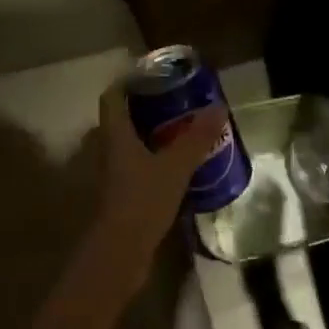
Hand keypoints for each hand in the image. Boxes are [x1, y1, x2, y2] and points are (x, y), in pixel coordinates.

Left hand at [94, 80, 227, 294]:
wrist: (120, 255)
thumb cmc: (141, 201)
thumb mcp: (175, 166)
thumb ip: (197, 138)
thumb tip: (218, 107)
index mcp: (115, 135)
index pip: (113, 96)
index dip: (129, 81)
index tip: (156, 73)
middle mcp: (110, 150)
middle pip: (125, 118)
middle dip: (150, 106)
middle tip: (181, 98)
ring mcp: (116, 175)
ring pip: (133, 143)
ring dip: (156, 133)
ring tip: (187, 127)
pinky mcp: (125, 195)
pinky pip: (141, 166)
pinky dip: (158, 158)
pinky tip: (183, 163)